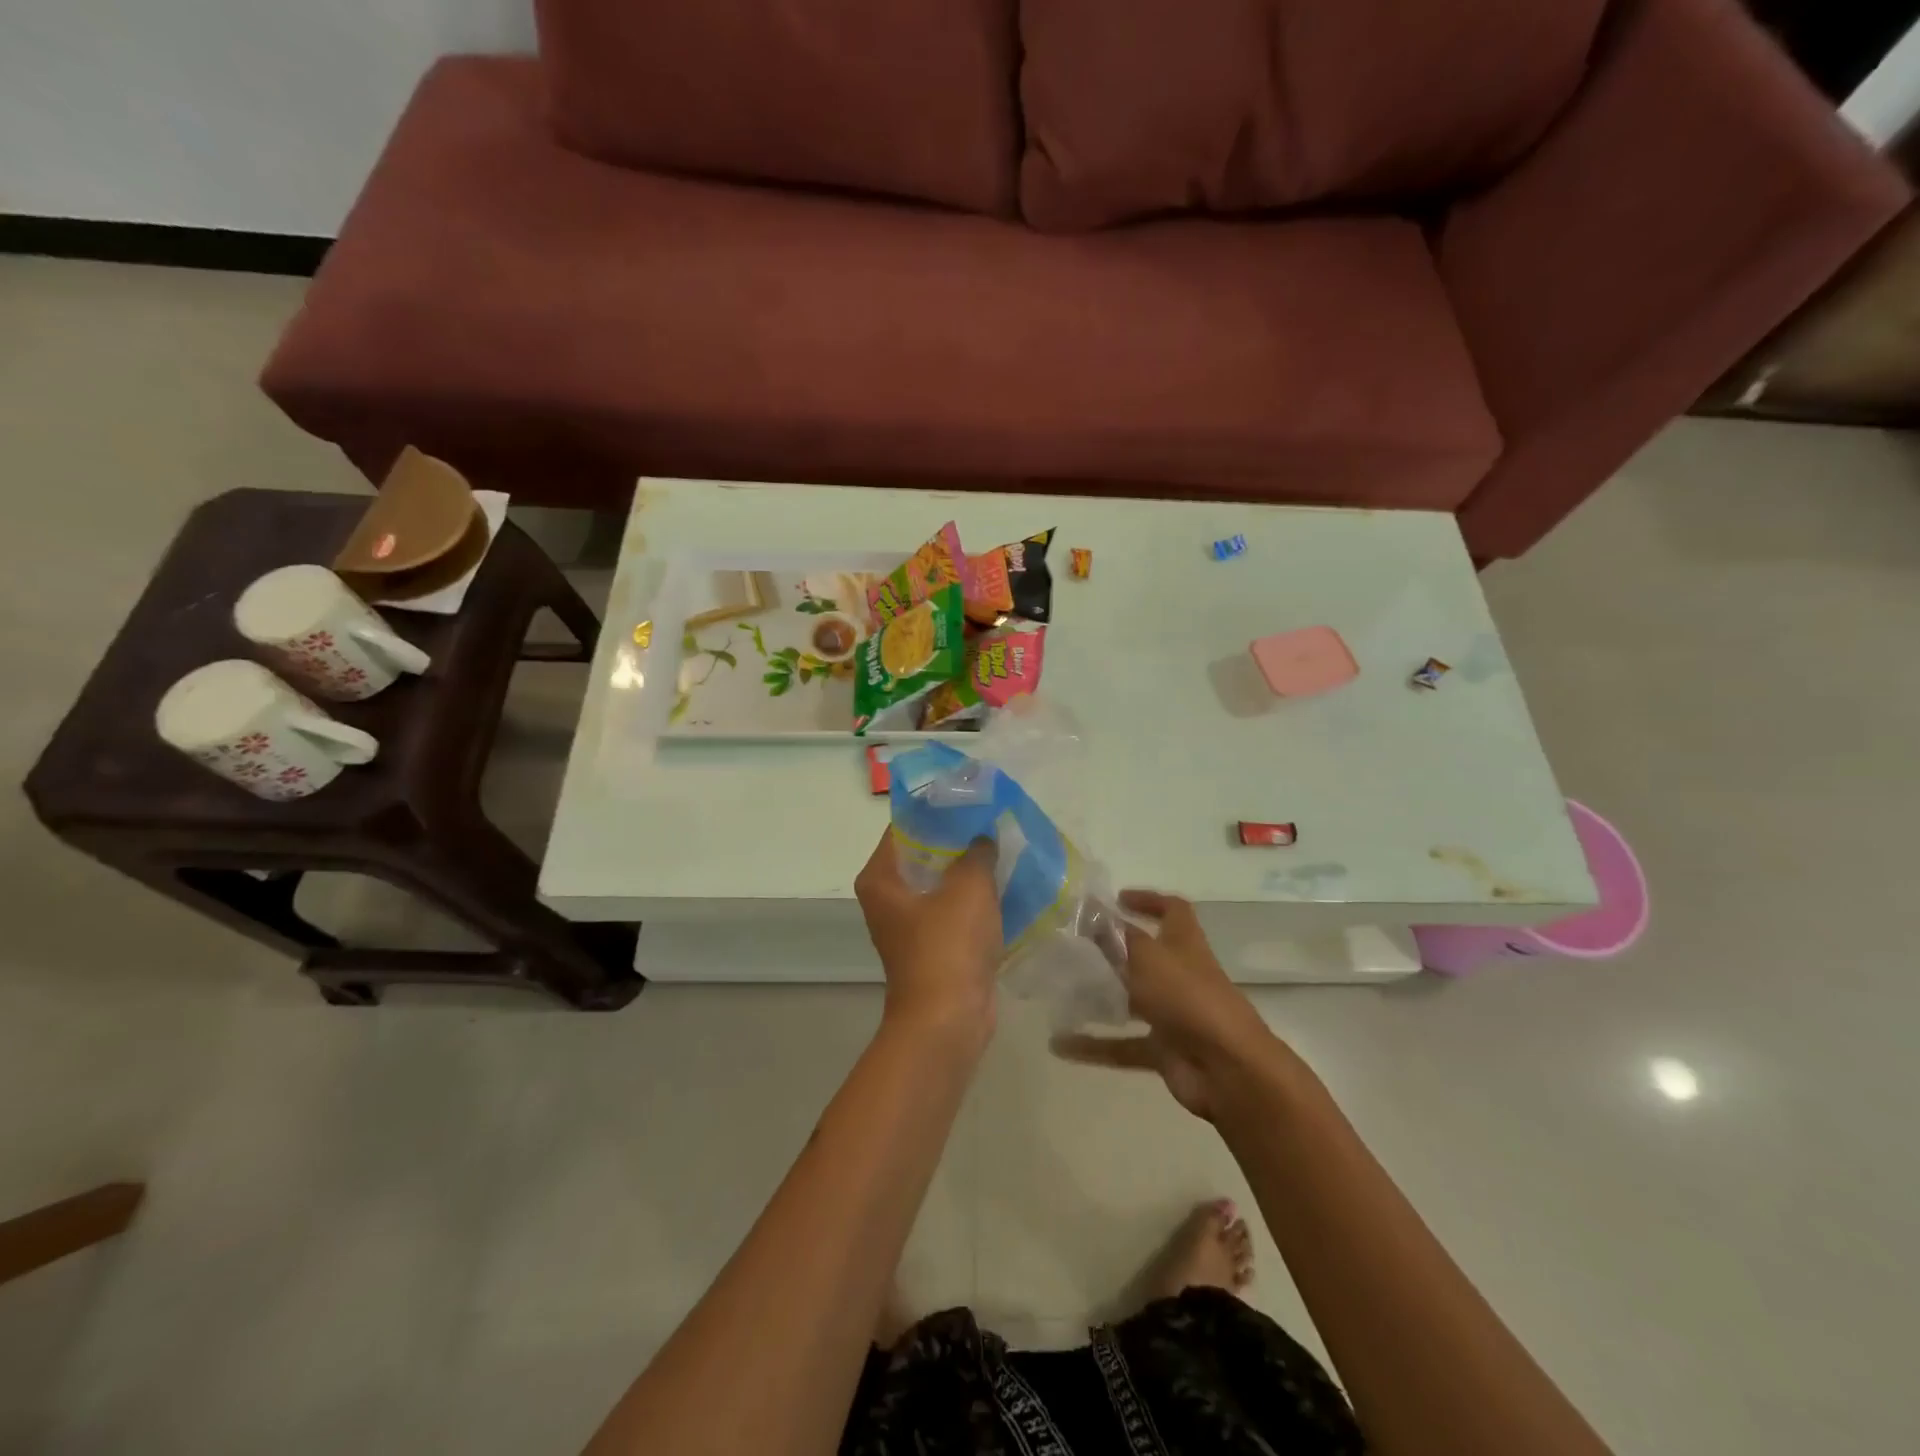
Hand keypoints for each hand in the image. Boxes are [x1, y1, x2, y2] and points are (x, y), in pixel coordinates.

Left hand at [854, 828, 1001, 1052]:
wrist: (949, 1019)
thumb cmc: (948, 945)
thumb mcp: (969, 887)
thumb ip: (977, 852)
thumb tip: (982, 838)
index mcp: (881, 878)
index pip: (904, 828)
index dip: (936, 810)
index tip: (968, 799)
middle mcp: (888, 898)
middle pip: (923, 854)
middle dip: (957, 840)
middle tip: (990, 821)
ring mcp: (909, 925)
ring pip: (941, 884)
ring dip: (968, 870)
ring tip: (1002, 847)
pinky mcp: (932, 946)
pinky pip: (953, 910)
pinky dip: (974, 899)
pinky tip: (1003, 884)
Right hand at [1053, 889, 1277, 1119]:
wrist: (1227, 1068)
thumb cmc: (1188, 997)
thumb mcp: (1147, 956)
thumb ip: (1117, 936)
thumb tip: (1091, 912)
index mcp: (1185, 944)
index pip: (1173, 910)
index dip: (1149, 900)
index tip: (1117, 899)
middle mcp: (1180, 975)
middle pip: (1147, 956)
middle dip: (1114, 951)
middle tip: (1074, 947)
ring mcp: (1174, 1015)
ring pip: (1131, 1001)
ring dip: (1100, 998)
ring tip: (1060, 993)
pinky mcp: (1164, 1051)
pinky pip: (1122, 1046)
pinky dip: (1094, 1046)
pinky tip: (1060, 1045)